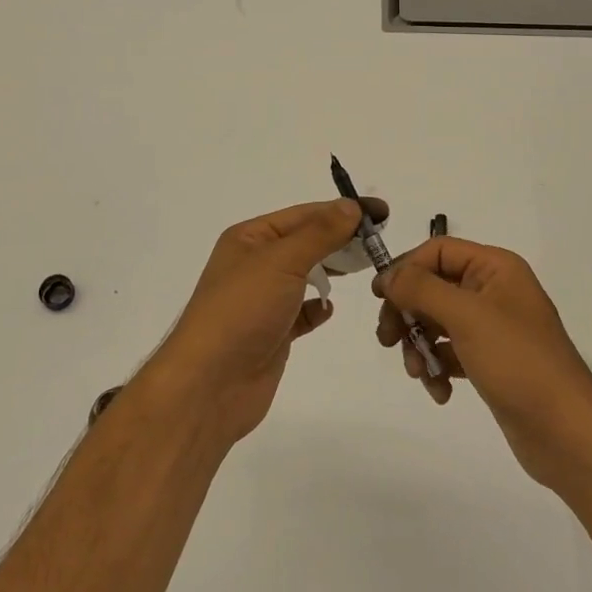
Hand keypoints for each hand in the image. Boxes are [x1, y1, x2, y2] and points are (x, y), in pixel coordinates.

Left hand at [147, 197, 385, 444]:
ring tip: (367, 267)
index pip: (304, 214)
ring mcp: (263, 300)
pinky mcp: (272, 333)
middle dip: (341, 238)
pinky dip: (318, 306)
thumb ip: (320, 232)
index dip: (342, 211)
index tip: (381, 212)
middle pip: (306, 242)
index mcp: (250, 238)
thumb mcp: (282, 260)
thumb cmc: (242, 310)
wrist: (210, 385)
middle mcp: (255, 264)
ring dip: (332, 270)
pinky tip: (331, 308)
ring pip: (306, 275)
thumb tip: (352, 207)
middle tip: (380, 240)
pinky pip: (302, 312)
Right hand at [374, 237, 591, 488]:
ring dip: (419, 345)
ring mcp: (492, 328)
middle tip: (387, 339)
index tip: (379, 297)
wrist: (566, 432)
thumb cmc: (518, 361)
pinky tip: (440, 391)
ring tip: (418, 372)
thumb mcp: (466, 316)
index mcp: (495, 268)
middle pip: (433, 286)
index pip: (438, 251)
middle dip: (407, 312)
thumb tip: (388, 276)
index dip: (405, 268)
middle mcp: (494, 290)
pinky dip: (437, 367)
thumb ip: (421, 289)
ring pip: (437, 322)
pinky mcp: (490, 361)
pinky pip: (450, 352)